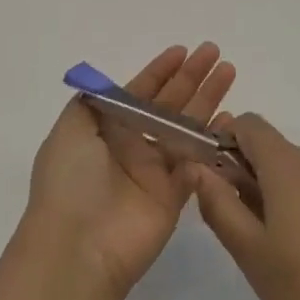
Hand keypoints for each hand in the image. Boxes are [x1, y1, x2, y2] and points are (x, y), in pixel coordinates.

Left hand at [27, 43, 236, 298]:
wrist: (78, 249)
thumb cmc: (71, 182)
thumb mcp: (69, 131)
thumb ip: (92, 103)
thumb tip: (109, 86)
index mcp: (105, 129)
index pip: (138, 92)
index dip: (160, 71)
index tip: (182, 51)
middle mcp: (131, 146)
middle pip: (167, 104)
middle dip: (190, 78)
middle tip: (215, 54)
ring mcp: (153, 171)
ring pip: (186, 128)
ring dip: (207, 101)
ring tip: (228, 73)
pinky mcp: (173, 197)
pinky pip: (197, 163)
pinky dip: (213, 142)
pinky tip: (230, 120)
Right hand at [188, 113, 299, 299]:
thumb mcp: (250, 253)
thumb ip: (219, 204)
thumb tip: (198, 168)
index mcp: (289, 166)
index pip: (250, 125)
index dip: (227, 141)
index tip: (218, 180)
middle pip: (277, 152)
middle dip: (253, 177)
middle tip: (245, 229)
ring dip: (284, 196)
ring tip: (284, 252)